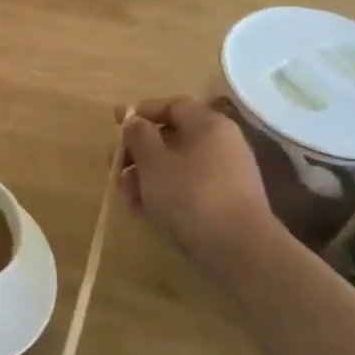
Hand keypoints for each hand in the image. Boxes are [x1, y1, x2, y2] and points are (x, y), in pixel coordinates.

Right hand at [119, 99, 276, 258]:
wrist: (239, 248)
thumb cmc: (190, 194)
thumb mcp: (153, 160)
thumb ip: (138, 135)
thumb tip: (135, 123)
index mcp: (208, 125)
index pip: (172, 105)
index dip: (141, 111)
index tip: (115, 122)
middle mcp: (221, 144)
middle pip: (171, 137)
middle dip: (138, 151)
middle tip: (115, 166)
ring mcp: (225, 174)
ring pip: (176, 166)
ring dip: (146, 176)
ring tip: (126, 195)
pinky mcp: (224, 202)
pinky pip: (187, 188)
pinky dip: (164, 193)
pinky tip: (144, 211)